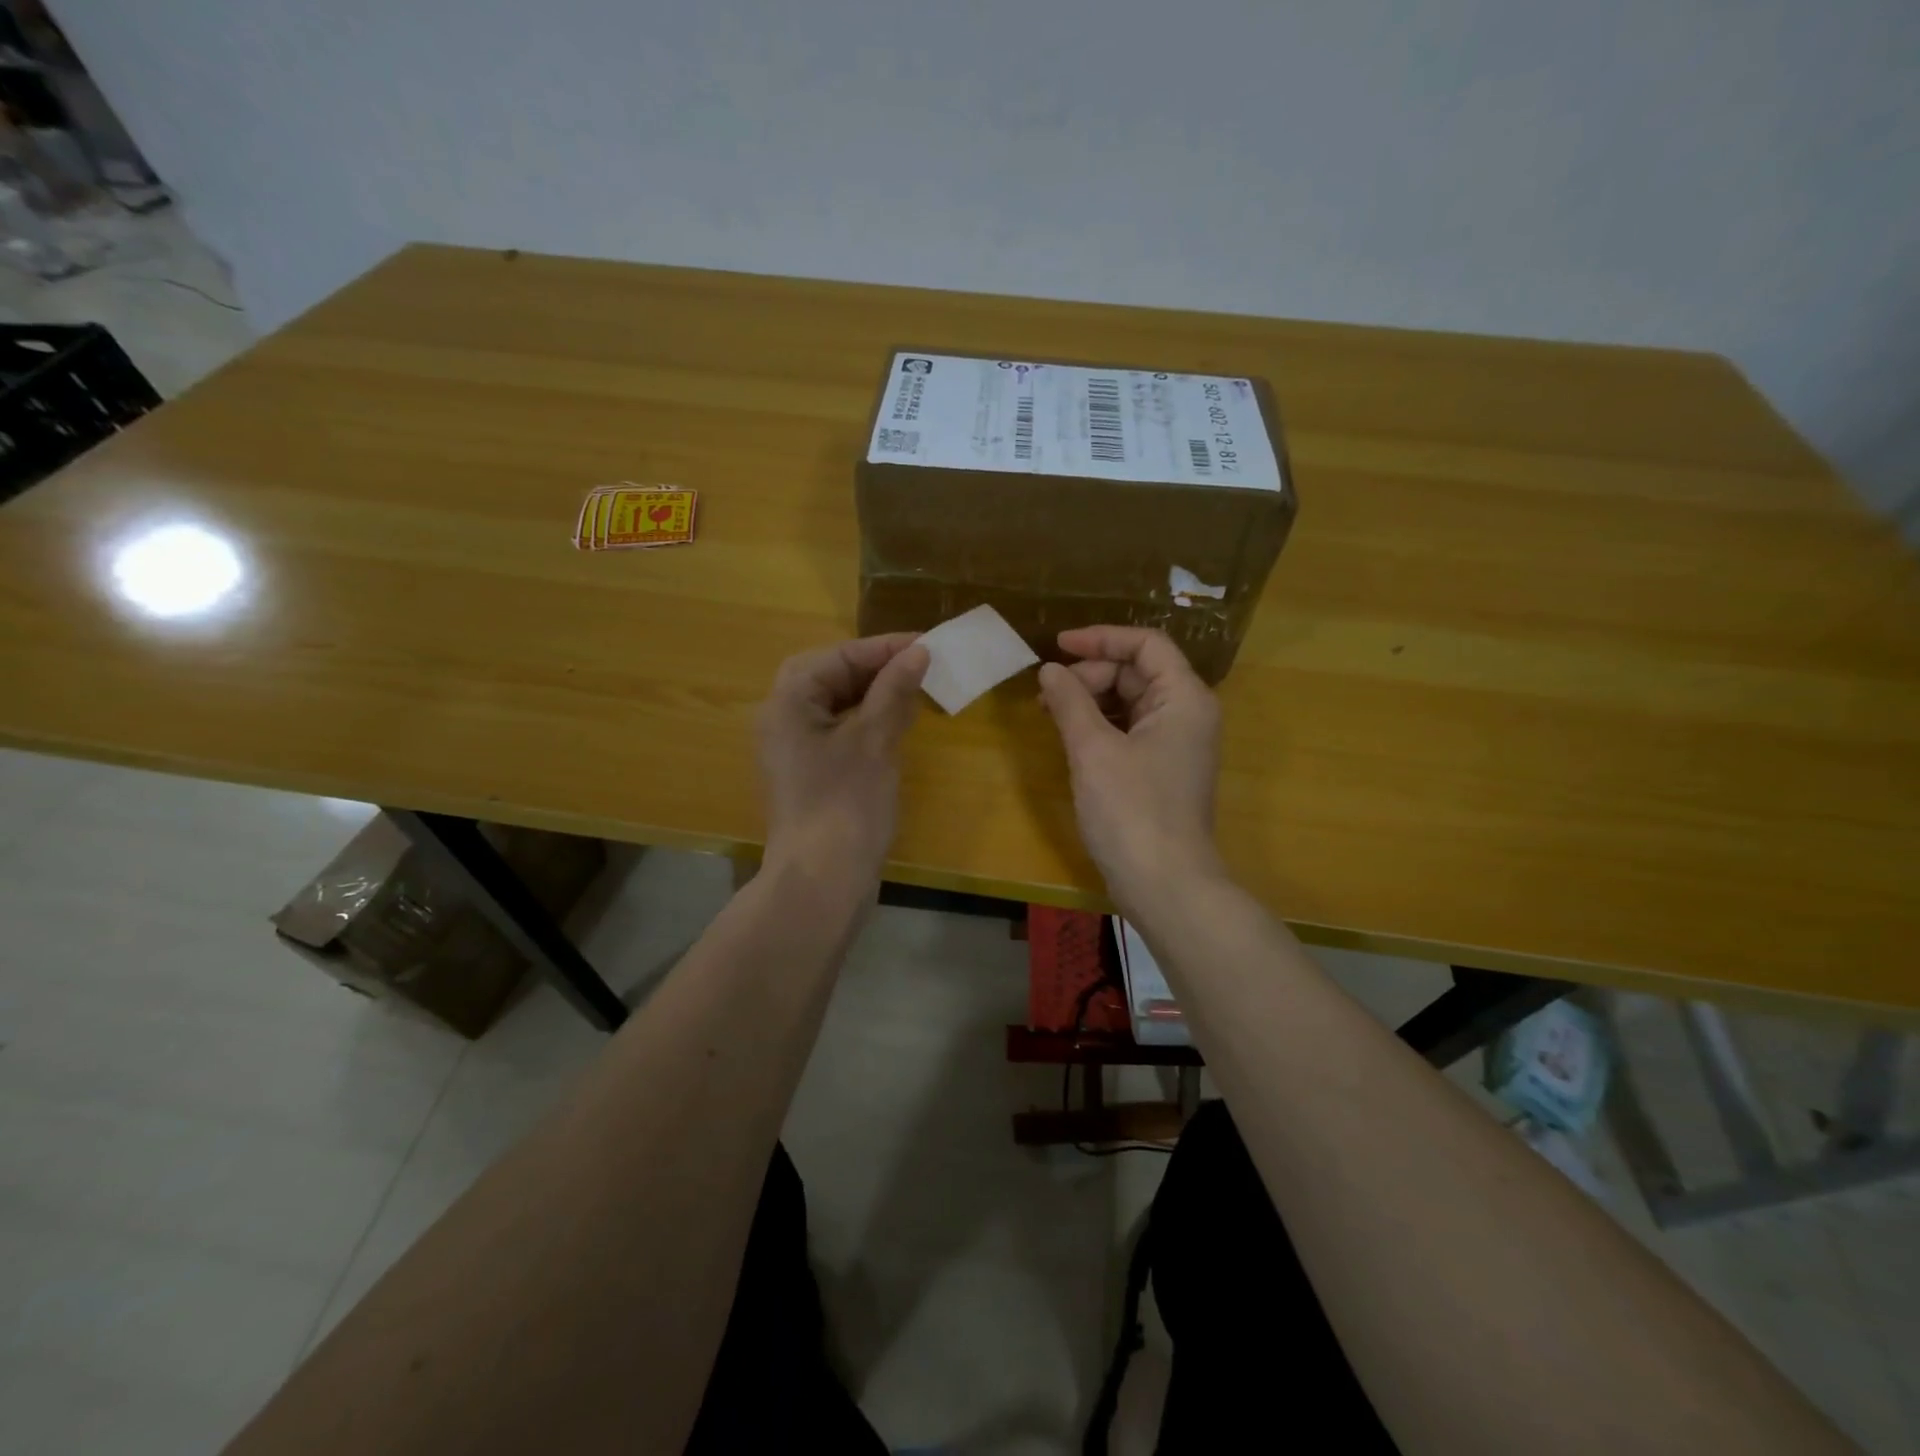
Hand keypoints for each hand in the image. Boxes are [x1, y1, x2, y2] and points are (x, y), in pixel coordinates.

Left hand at [756, 633, 928, 883]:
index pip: (837, 657)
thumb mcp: (874, 741)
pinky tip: (896, 728)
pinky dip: (867, 723)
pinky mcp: (810, 776)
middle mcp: (783, 721)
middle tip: (917, 665)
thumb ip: (894, 691)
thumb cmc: (845, 804)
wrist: (821, 883)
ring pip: (835, 706)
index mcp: (788, 703)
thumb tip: (918, 652)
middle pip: (829, 677)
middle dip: (874, 668)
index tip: (927, 644)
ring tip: (914, 691)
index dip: (883, 648)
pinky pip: (838, 733)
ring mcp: (794, 751)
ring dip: (873, 695)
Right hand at [1038, 626, 1225, 915]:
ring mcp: (1175, 744)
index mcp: (1183, 698)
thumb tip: (1050, 671)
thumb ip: (1070, 701)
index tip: (1057, 646)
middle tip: (1048, 695)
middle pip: (1136, 672)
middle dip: (1090, 675)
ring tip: (1050, 712)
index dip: (1101, 638)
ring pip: (1130, 702)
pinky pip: (1129, 730)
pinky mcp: (1161, 770)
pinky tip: (1069, 736)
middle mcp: (1186, 714)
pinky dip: (1099, 726)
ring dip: (1090, 700)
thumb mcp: (1093, 750)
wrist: (1165, 885)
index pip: (1146, 644)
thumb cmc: (1132, 810)